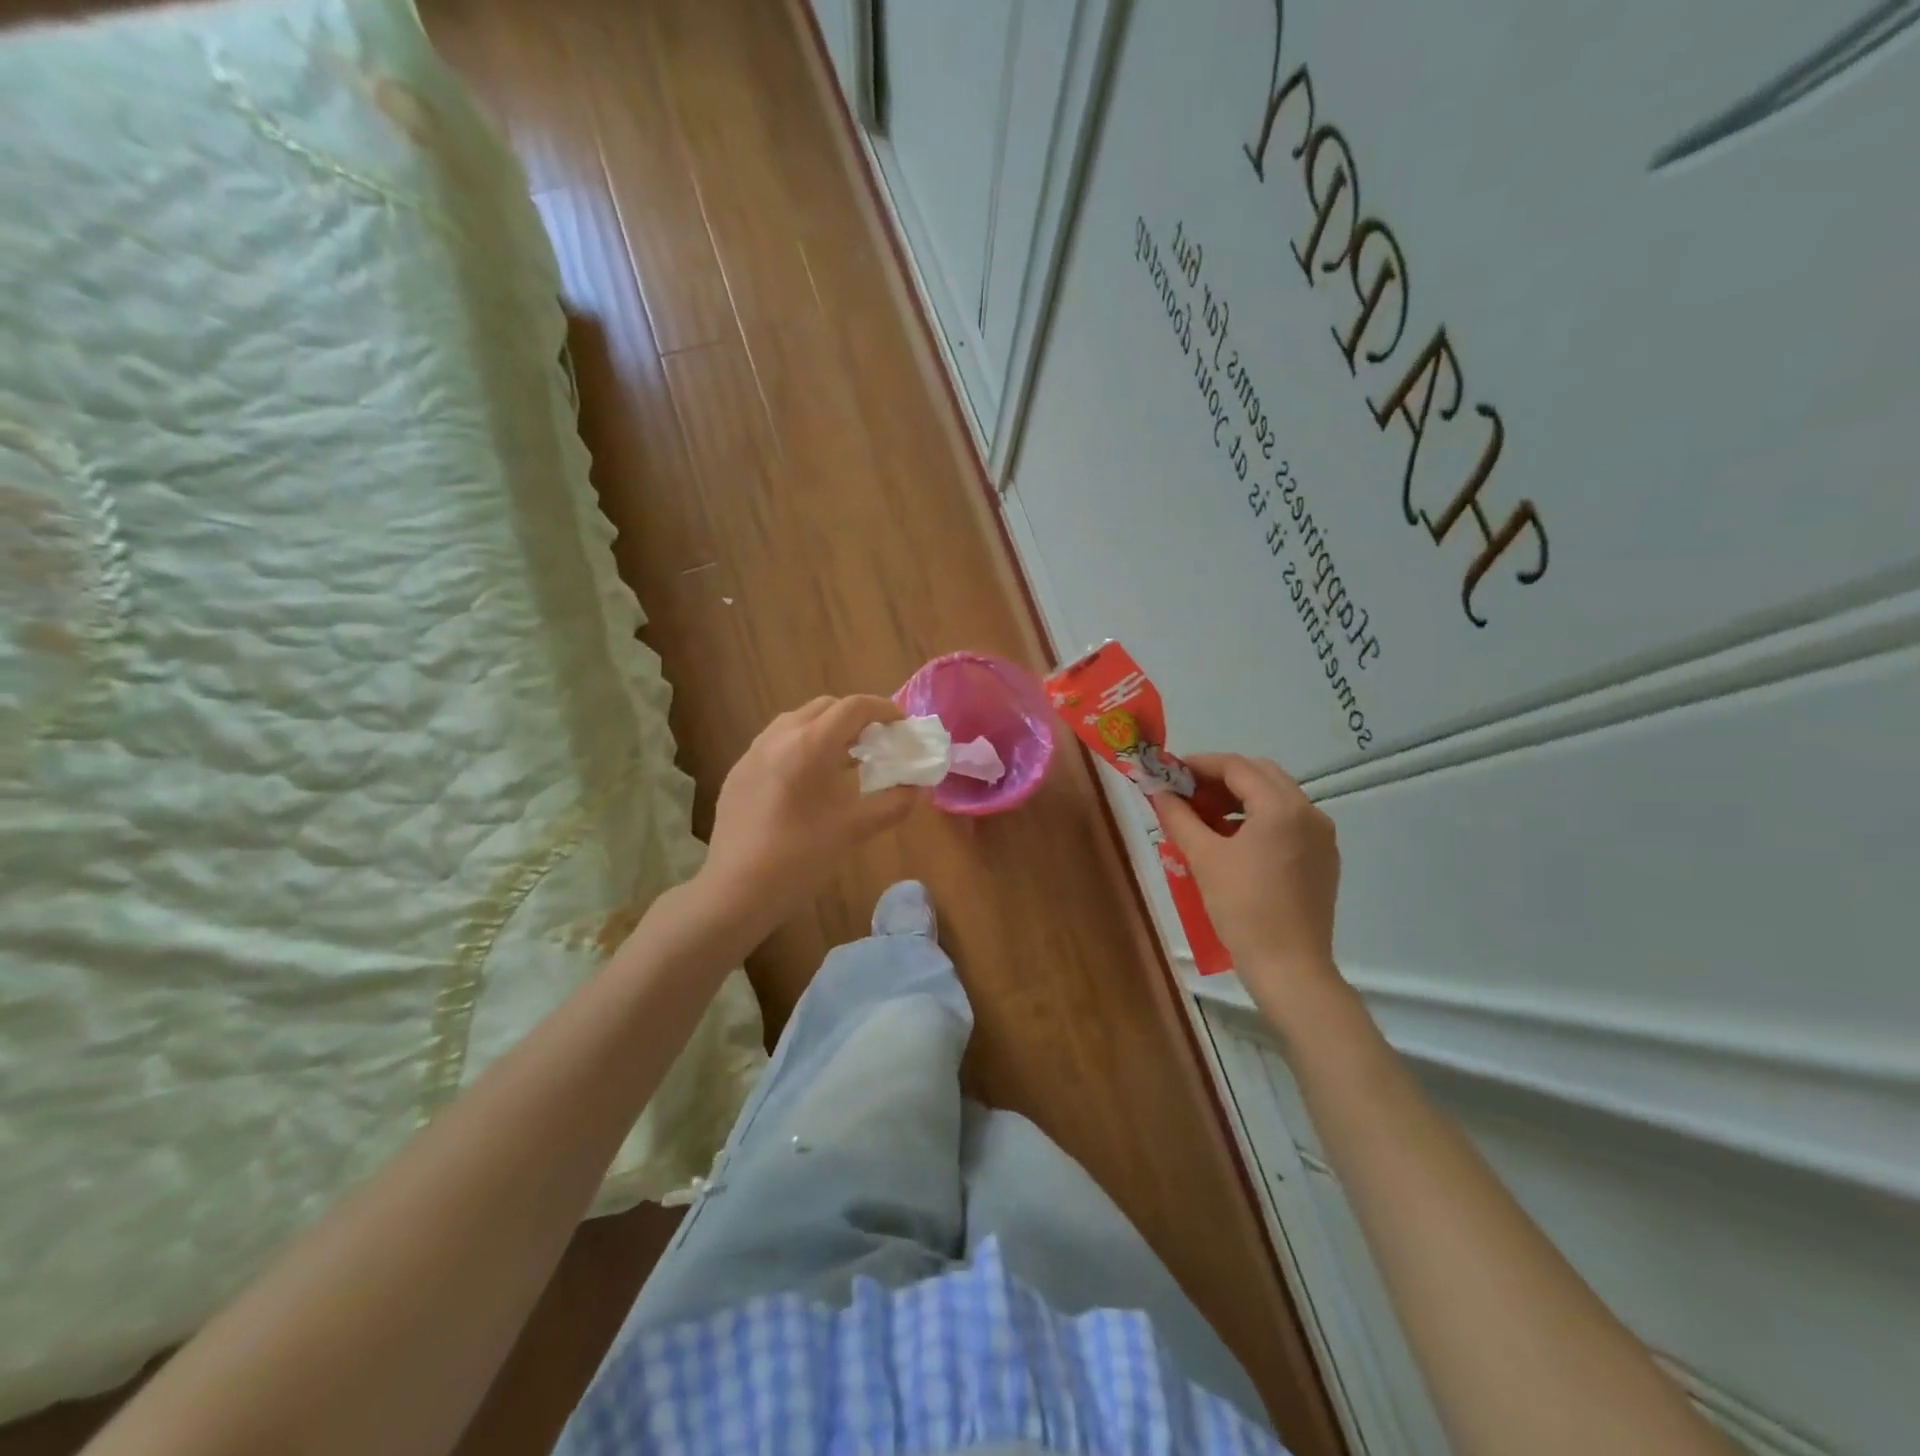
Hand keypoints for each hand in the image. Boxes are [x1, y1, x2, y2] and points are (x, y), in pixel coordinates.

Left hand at [698, 695, 924, 939]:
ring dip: (826, 729)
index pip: (853, 708)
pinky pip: (776, 742)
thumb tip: (916, 789)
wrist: (735, 891)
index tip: (902, 725)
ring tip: (845, 759)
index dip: (883, 709)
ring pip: (797, 721)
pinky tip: (809, 781)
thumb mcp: (853, 831)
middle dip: (855, 717)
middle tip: (876, 743)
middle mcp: (778, 738)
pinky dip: (801, 745)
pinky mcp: (738, 772)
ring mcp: (752, 753)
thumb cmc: (799, 859)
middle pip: (824, 707)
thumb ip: (892, 804)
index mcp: (809, 745)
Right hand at [1153, 753, 1343, 1016]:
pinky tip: (1232, 839)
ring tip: (1204, 815)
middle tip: (1186, 791)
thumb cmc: (1243, 908)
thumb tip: (1158, 792)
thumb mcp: (1204, 858)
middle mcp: (1309, 813)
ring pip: (1276, 798)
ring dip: (1240, 797)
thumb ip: (1179, 817)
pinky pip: (1288, 822)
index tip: (1171, 771)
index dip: (1200, 764)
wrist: (1289, 967)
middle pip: (1261, 775)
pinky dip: (1258, 818)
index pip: (1237, 767)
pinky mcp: (1323, 858)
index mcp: (1282, 807)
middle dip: (1221, 777)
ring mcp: (1321, 836)